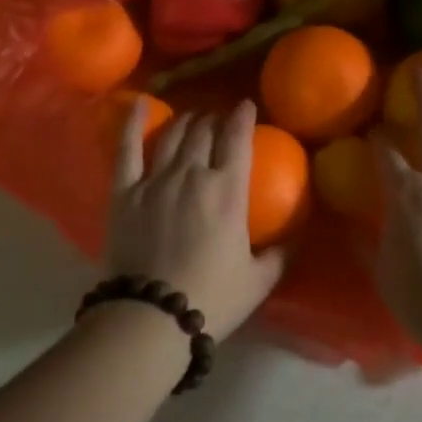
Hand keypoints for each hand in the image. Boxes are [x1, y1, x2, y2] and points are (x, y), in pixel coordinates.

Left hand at [104, 98, 285, 341]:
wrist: (151, 318)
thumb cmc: (211, 299)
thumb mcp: (259, 280)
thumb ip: (280, 253)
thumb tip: (296, 237)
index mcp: (227, 190)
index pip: (237, 139)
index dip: (243, 117)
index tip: (246, 106)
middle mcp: (192, 174)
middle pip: (204, 132)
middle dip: (214, 118)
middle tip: (219, 119)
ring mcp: (155, 180)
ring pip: (173, 135)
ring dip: (186, 121)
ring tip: (192, 118)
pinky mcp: (125, 192)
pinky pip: (128, 149)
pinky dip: (134, 123)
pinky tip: (140, 104)